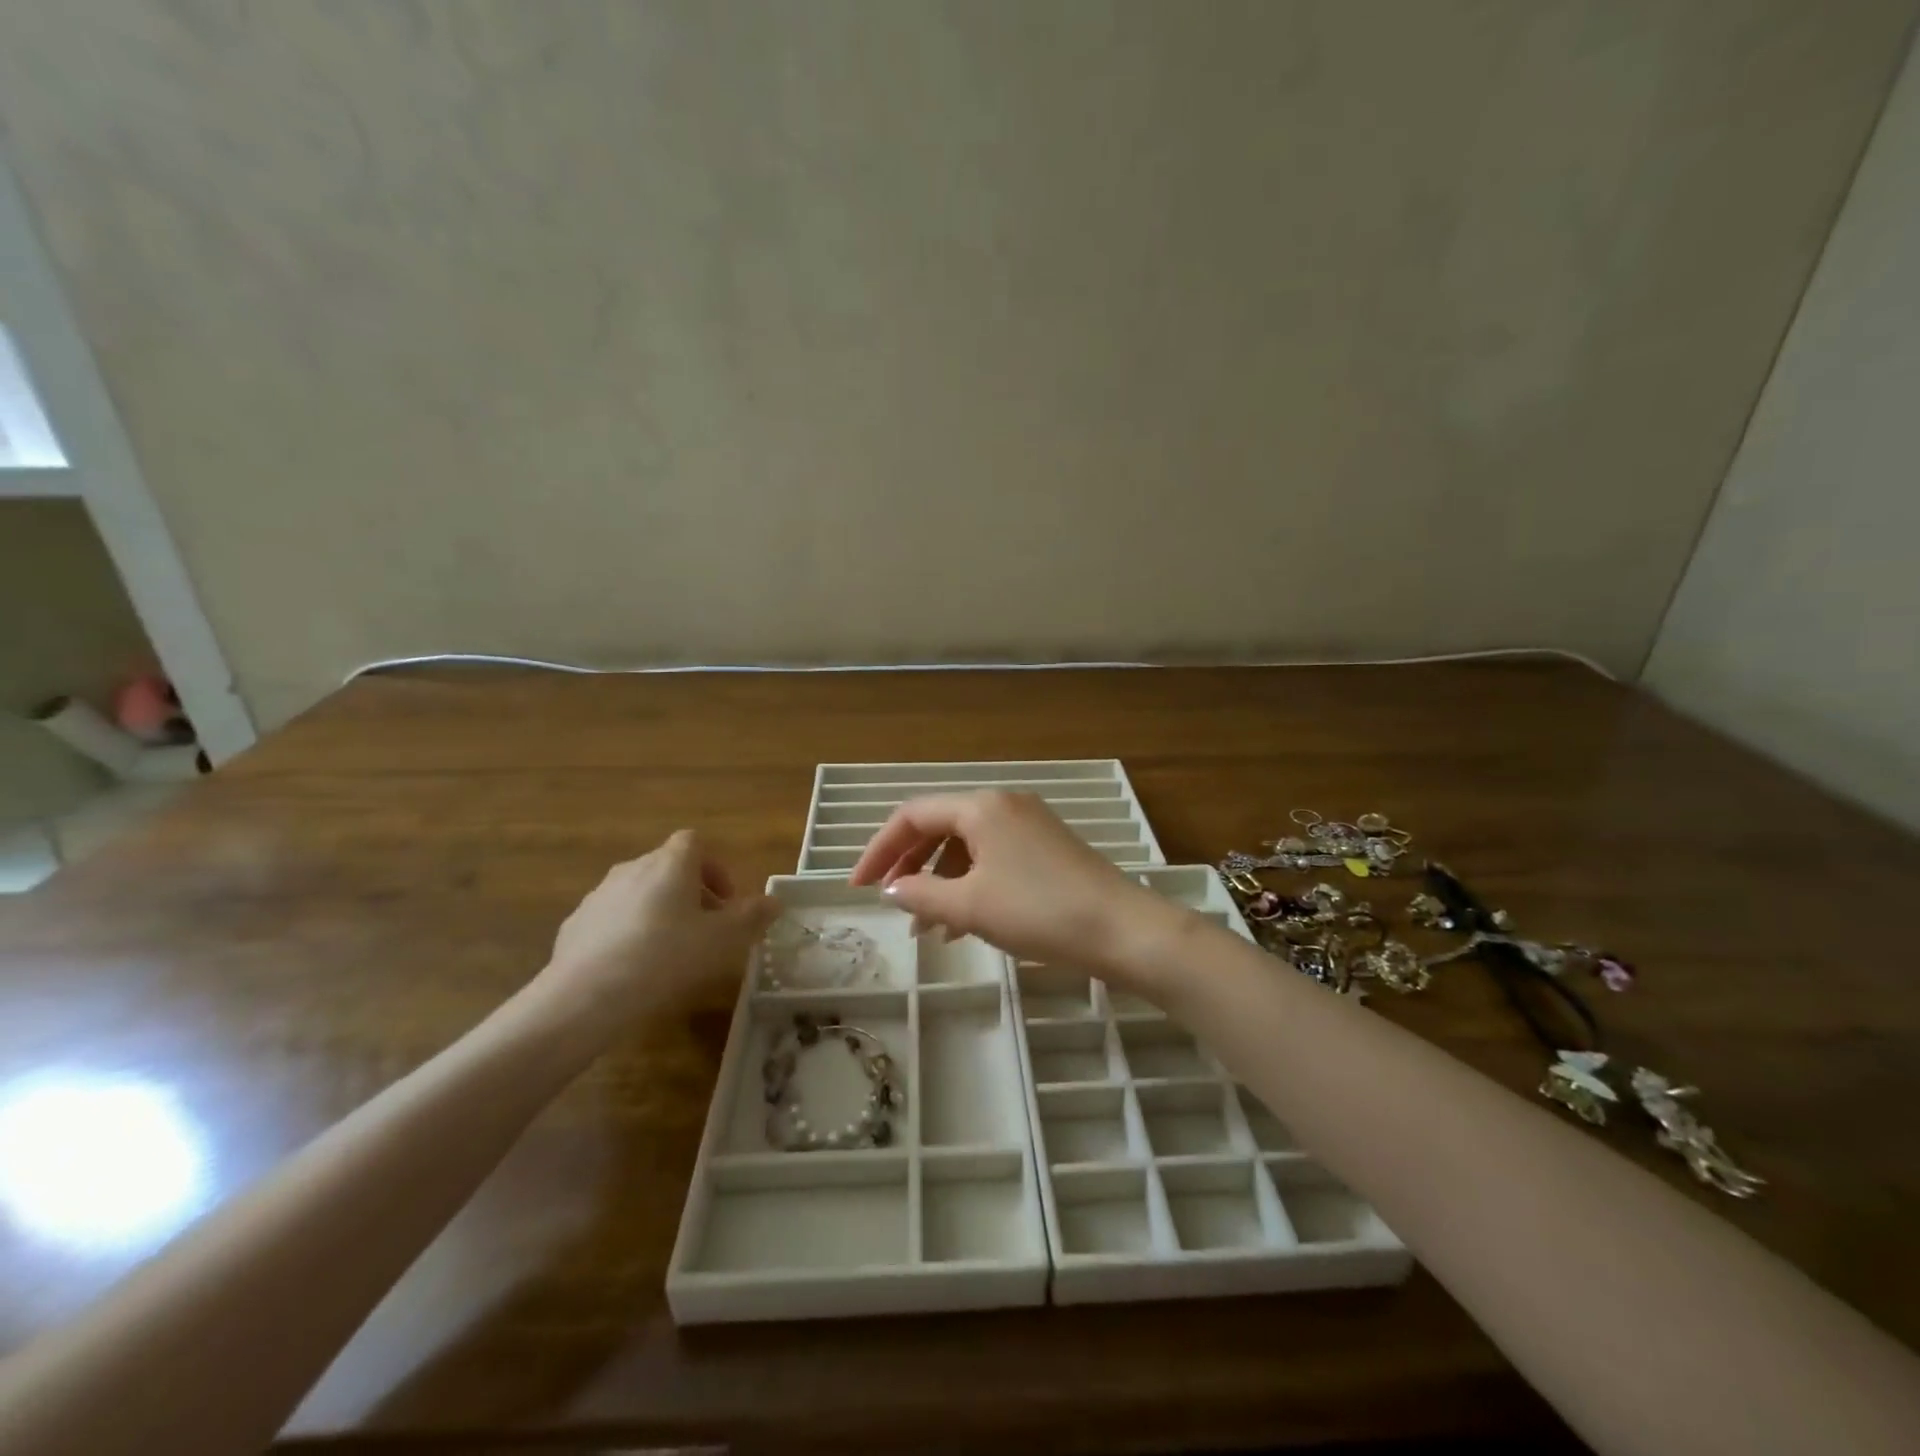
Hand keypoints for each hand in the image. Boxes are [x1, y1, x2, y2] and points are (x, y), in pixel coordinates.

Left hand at [532, 831, 778, 1034]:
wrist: (586, 996)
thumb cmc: (666, 957)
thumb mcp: (722, 940)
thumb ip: (751, 917)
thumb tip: (774, 901)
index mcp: (670, 864)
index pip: (695, 842)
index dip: (715, 868)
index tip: (726, 901)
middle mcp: (633, 868)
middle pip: (668, 867)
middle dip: (691, 893)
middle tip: (706, 929)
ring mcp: (599, 895)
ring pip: (639, 892)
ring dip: (659, 911)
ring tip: (670, 952)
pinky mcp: (575, 924)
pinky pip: (612, 918)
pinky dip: (628, 932)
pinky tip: (634, 968)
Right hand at [848, 791, 1185, 981]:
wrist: (1123, 929)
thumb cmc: (1039, 911)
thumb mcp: (971, 906)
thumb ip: (922, 894)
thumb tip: (892, 890)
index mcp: (981, 807)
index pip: (912, 815)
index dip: (879, 850)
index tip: (857, 887)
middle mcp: (1003, 805)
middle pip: (939, 827)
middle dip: (909, 865)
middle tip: (889, 902)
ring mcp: (1029, 824)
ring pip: (967, 846)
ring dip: (940, 881)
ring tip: (928, 929)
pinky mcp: (1048, 848)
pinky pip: (993, 858)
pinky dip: (971, 884)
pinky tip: (964, 924)